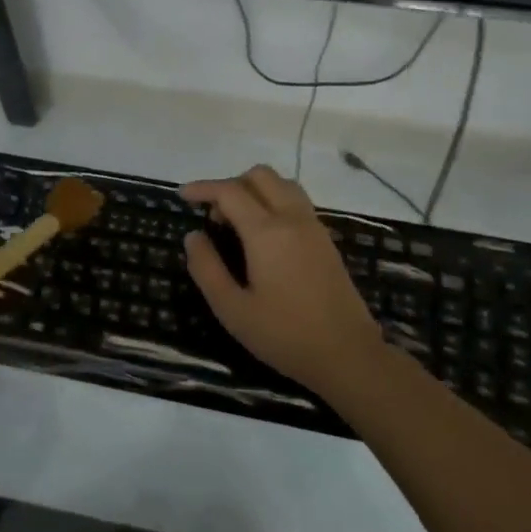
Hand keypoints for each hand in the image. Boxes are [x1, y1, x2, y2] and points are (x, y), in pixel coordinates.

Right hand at [182, 165, 384, 395]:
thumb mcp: (232, 309)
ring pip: (282, 184)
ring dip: (255, 190)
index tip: (182, 196)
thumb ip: (207, 268)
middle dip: (231, 184)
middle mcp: (292, 218)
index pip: (230, 191)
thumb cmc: (284, 334)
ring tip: (237, 222)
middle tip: (213, 216)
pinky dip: (274, 201)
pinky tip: (263, 235)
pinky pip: (297, 201)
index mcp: (267, 232)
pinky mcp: (326, 240)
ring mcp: (314, 227)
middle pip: (260, 176)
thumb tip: (193, 236)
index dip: (203, 188)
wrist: (348, 355)